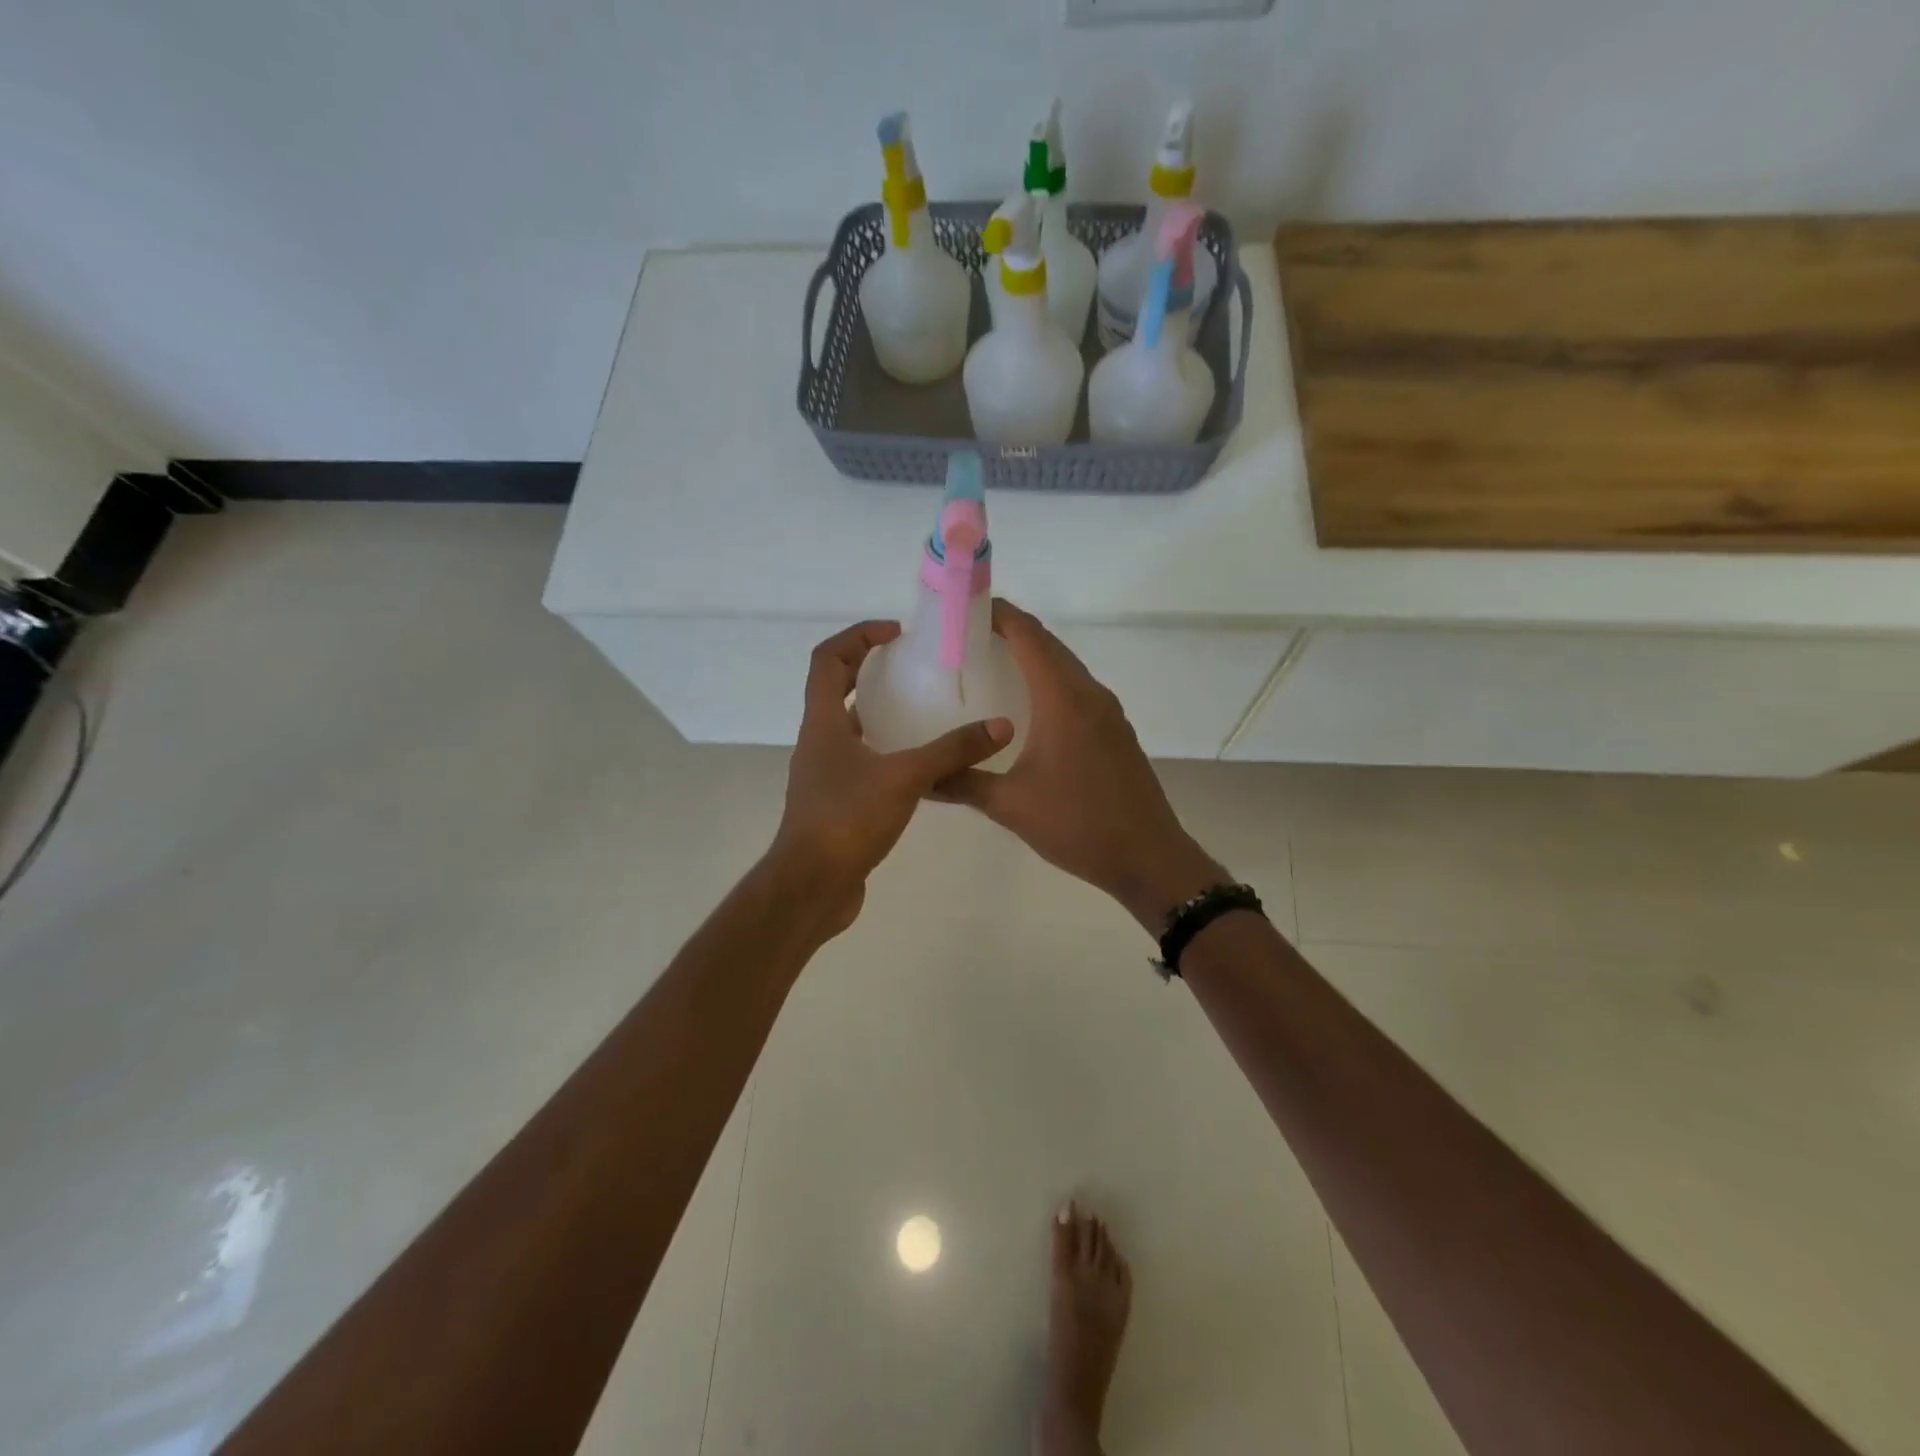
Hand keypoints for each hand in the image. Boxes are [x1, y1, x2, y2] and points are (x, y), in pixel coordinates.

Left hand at [769, 620, 1013, 937]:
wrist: (811, 886)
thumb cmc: (848, 820)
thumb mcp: (906, 778)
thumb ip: (953, 751)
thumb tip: (1000, 726)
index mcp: (823, 722)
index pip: (827, 659)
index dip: (857, 637)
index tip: (895, 634)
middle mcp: (817, 741)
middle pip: (835, 688)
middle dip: (869, 669)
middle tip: (912, 666)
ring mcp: (823, 773)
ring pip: (848, 727)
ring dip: (877, 711)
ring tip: (921, 709)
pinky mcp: (835, 801)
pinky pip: (859, 760)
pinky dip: (884, 749)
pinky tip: (918, 763)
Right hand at [932, 600, 1226, 932]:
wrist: (1148, 857)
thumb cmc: (1078, 825)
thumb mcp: (1010, 806)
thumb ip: (962, 783)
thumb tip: (920, 777)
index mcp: (1064, 700)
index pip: (1029, 636)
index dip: (998, 614)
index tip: (964, 608)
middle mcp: (1089, 694)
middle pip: (1049, 645)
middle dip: (1011, 630)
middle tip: (967, 637)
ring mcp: (1109, 712)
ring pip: (1066, 666)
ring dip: (1033, 656)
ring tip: (992, 665)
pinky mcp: (1116, 730)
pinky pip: (1078, 689)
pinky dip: (1050, 680)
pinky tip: (1028, 706)